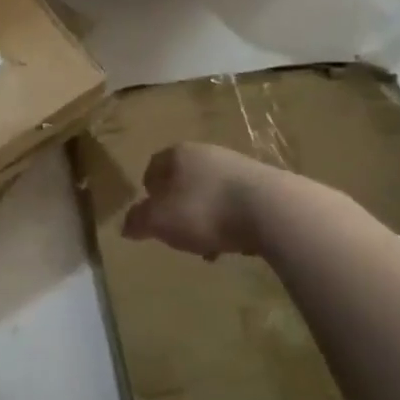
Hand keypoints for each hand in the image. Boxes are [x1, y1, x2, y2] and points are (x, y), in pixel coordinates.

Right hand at [122, 143, 347, 261]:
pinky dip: (231, 221)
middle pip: (184, 178)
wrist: (274, 212)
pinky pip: (238, 204)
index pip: (154, 165)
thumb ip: (139, 222)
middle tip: (177, 232)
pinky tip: (235, 244)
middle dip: (178, 206)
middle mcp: (208, 153)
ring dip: (206, 216)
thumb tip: (126, 226)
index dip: (148, 189)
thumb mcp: (160, 221)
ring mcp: (240, 167)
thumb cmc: (206, 210)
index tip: (150, 213)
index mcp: (179, 154)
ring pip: (211, 192)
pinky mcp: (267, 186)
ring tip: (208, 246)